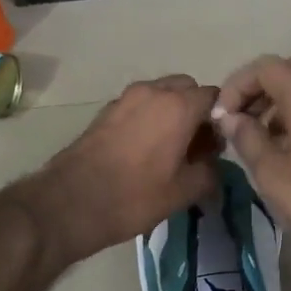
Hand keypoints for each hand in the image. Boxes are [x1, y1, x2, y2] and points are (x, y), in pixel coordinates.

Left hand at [27, 75, 221, 263]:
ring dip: (171, 112)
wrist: (70, 202)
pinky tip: (144, 150)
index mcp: (178, 106)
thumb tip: (212, 163)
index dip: (220, 119)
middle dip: (195, 110)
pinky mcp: (106, 111)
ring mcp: (126, 98)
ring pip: (161, 94)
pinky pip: (139, 105)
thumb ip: (209, 172)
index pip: (214, 96)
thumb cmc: (134, 196)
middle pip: (186, 88)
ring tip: (169, 148)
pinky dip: (149, 118)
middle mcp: (153, 92)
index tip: (215, 146)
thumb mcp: (184, 192)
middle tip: (195, 145)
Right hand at [213, 56, 290, 271]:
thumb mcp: (273, 175)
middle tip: (242, 121)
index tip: (223, 116)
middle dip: (260, 89)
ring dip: (283, 99)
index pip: (264, 68)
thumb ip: (247, 138)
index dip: (237, 86)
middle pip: (289, 69)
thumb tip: (231, 118)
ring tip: (265, 135)